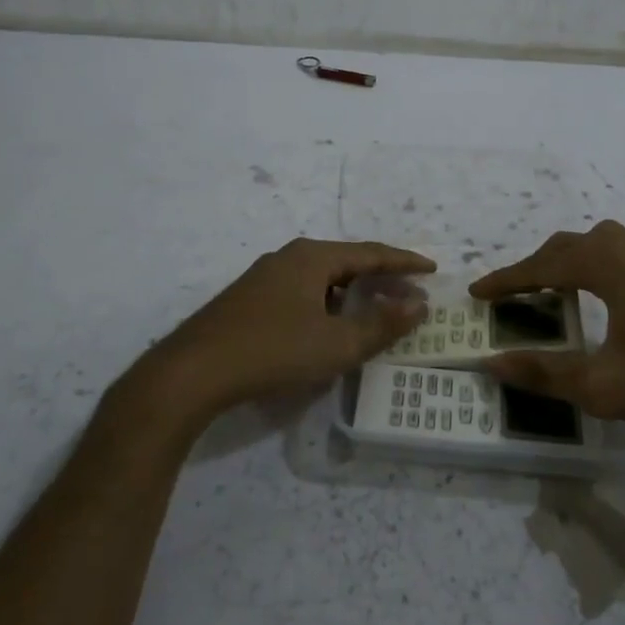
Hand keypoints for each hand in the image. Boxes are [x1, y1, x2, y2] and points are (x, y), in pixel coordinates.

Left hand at [136, 238, 433, 427]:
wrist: (192, 372)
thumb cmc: (273, 351)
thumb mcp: (336, 343)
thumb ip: (382, 323)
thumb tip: (419, 303)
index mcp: (312, 257)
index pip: (371, 253)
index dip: (405, 262)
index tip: (432, 269)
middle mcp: (288, 257)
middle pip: (346, 261)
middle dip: (380, 277)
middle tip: (408, 291)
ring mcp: (264, 277)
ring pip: (321, 278)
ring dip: (352, 292)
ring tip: (373, 310)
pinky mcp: (248, 299)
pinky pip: (301, 292)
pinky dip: (326, 303)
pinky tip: (327, 326)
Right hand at [470, 221, 624, 442]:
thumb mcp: (602, 385)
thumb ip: (544, 373)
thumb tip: (492, 364)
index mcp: (605, 263)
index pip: (540, 266)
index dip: (505, 281)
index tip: (477, 293)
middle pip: (567, 247)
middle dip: (534, 269)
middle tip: (511, 295)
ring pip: (598, 246)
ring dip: (568, 264)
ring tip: (554, 293)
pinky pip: (623, 255)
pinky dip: (598, 268)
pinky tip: (606, 296)